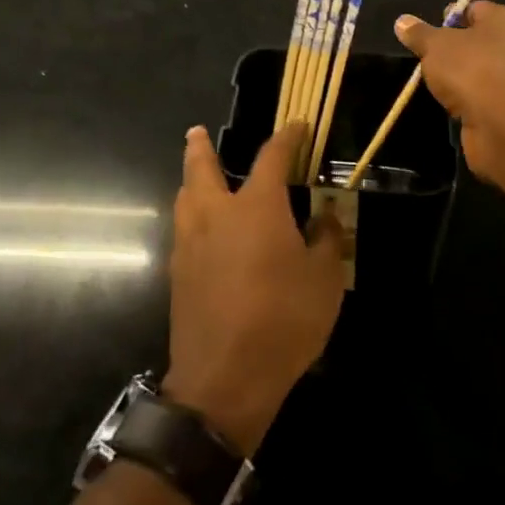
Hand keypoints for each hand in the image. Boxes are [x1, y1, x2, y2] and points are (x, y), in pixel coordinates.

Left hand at [165, 123, 345, 456]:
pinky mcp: (178, 273)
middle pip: (202, 168)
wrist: (224, 378)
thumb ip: (326, 241)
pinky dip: (191, 216)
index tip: (297, 126)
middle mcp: (217, 214)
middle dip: (201, 147)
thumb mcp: (324, 280)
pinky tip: (203, 231)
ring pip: (185, 197)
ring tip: (197, 178)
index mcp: (256, 206)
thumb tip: (324, 219)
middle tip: (197, 132)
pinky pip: (183, 229)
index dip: (286, 138)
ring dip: (190, 180)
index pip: (272, 157)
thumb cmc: (283, 320)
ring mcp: (191, 243)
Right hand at [394, 0, 504, 183]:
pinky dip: (466, 98)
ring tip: (434, 83)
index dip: (450, 16)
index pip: (474, 9)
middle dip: (452, 48)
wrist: (501, 122)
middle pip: (476, 40)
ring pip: (479, 69)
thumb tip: (402, 21)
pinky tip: (449, 103)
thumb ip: (419, 33)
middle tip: (427, 57)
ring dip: (458, 76)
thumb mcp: (435, 45)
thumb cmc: (470, 69)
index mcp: (503, 20)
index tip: (428, 32)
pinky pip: (482, 94)